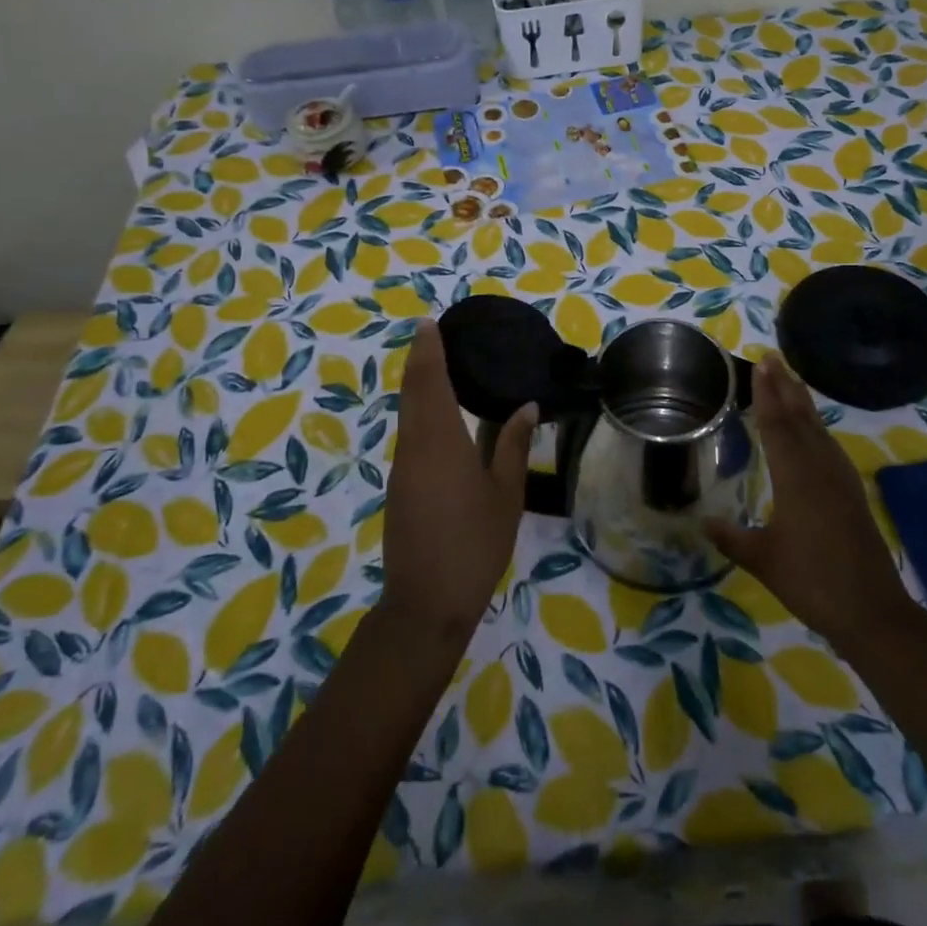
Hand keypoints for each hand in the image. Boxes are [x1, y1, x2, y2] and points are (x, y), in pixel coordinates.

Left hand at [381, 320, 535, 644]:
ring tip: (438, 365)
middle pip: (412, 392)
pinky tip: (438, 415)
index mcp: (440, 441)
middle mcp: (414, 445)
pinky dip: (419, 411)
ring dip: (418, 385)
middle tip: (432, 335)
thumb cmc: (474, 543)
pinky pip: (409, 433)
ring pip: (407, 413)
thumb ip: (512, 445)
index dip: (428, 350)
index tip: (428, 323)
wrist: (427, 601)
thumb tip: (526, 406)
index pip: (430, 382)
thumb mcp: (506, 494)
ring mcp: (402, 467)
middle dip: (420, 361)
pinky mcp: (400, 486)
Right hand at [705, 352, 910, 653]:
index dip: (766, 394)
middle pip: (800, 418)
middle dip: (785, 386)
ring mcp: (840, 479)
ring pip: (818, 429)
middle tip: (772, 358)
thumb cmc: (812, 582)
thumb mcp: (763, 560)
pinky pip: (830, 446)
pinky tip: (815, 431)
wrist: (872, 612)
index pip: (777, 425)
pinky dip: (817, 427)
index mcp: (796, 477)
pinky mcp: (851, 492)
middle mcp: (820, 469)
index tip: (760, 365)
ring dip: (803, 402)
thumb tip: (701, 522)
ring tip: (790, 381)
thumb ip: (731, 538)